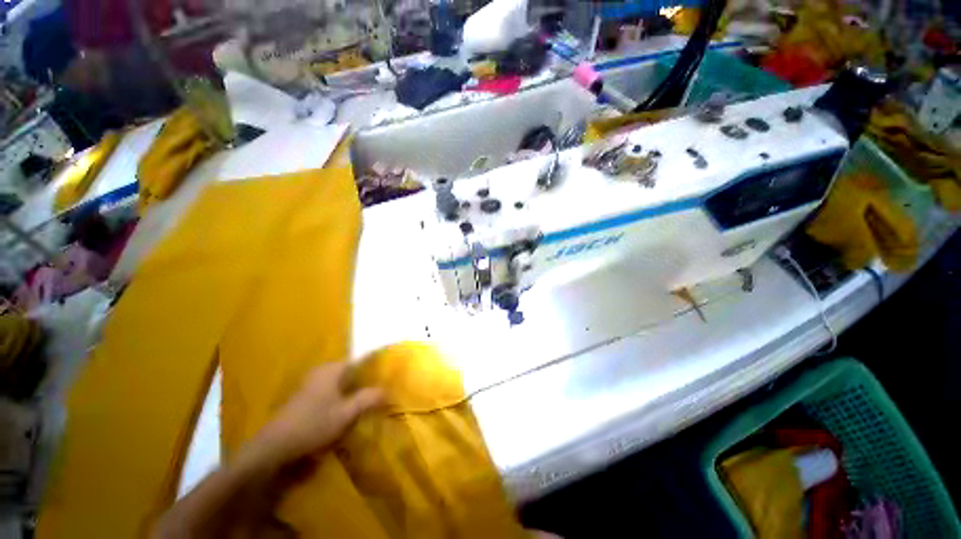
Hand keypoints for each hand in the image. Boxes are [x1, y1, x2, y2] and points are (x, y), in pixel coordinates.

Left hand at [254, 363, 383, 466]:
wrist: (274, 446)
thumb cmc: (313, 424)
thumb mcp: (346, 413)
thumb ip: (368, 399)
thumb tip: (387, 390)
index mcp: (333, 369)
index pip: (360, 361)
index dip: (374, 368)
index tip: (386, 377)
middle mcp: (322, 371)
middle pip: (350, 371)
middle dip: (364, 380)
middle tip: (379, 392)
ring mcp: (311, 383)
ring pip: (340, 382)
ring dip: (353, 390)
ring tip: (367, 402)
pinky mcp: (304, 396)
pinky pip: (330, 390)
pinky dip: (341, 396)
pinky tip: (346, 410)